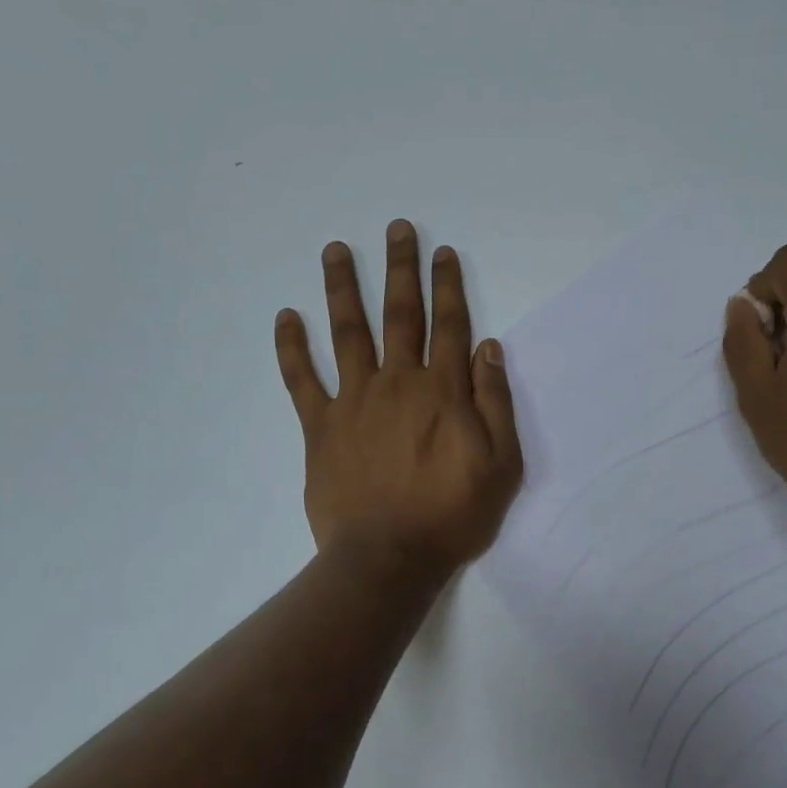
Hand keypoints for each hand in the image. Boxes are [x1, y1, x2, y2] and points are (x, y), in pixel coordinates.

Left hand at [275, 220, 522, 577]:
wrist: (389, 558)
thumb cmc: (453, 515)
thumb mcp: (501, 464)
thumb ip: (495, 402)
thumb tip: (488, 348)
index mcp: (442, 391)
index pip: (449, 325)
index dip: (448, 286)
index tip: (443, 253)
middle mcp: (398, 383)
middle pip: (400, 315)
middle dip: (400, 269)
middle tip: (396, 229)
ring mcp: (354, 401)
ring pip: (348, 333)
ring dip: (343, 288)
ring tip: (336, 250)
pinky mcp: (320, 427)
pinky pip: (301, 380)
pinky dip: (291, 347)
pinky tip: (285, 317)